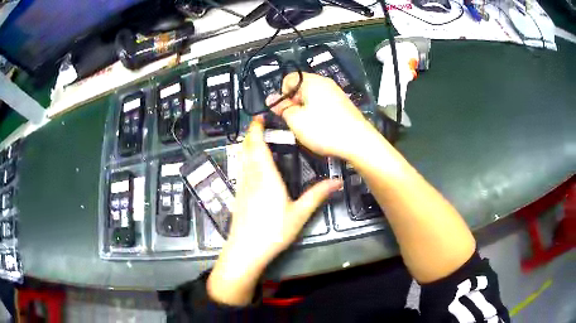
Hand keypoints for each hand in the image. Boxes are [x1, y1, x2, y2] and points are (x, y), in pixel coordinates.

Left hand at [207, 119, 341, 305]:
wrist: (245, 250)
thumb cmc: (273, 231)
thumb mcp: (299, 214)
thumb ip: (317, 195)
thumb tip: (337, 181)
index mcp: (265, 176)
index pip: (257, 146)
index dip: (256, 129)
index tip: (259, 117)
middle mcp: (250, 176)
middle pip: (247, 149)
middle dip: (252, 134)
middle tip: (261, 125)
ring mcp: (242, 186)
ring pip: (242, 158)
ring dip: (248, 146)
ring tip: (258, 139)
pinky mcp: (239, 195)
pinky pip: (242, 169)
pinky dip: (246, 159)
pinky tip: (253, 164)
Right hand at [266, 72, 381, 160]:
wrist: (358, 142)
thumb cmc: (326, 130)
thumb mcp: (296, 120)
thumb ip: (282, 108)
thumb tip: (271, 99)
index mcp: (311, 81)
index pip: (288, 79)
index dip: (282, 95)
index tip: (284, 111)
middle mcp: (325, 83)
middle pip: (300, 88)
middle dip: (294, 103)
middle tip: (295, 121)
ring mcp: (336, 93)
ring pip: (312, 98)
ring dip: (305, 110)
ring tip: (309, 127)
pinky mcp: (342, 105)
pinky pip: (324, 105)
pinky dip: (318, 114)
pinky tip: (321, 128)